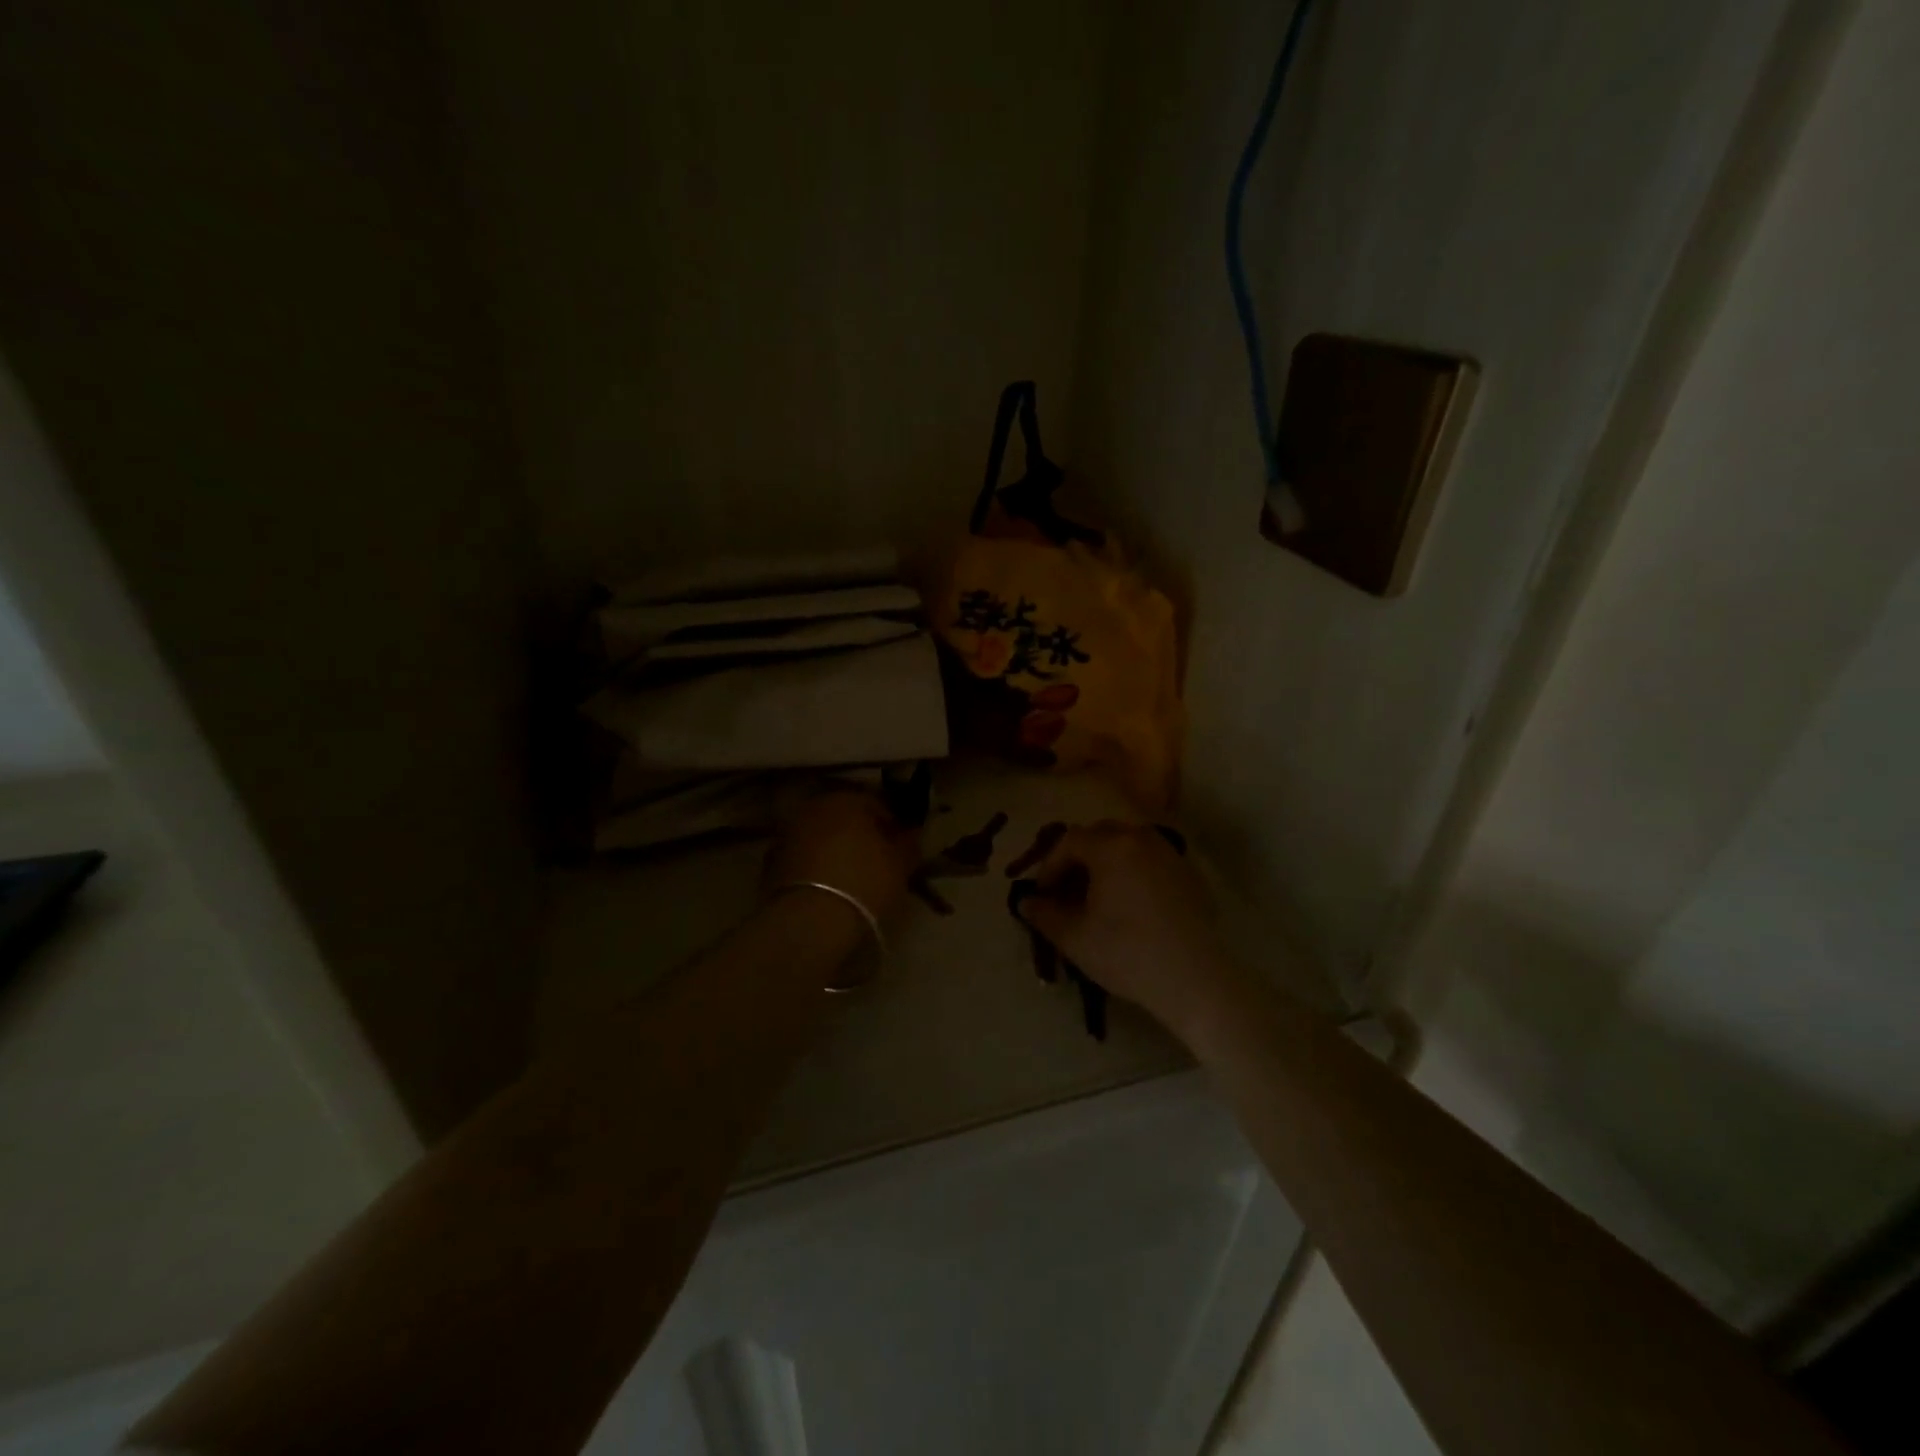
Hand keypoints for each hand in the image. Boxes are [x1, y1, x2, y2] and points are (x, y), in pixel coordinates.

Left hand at [765, 788, 921, 924]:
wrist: (811, 920)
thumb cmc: (865, 882)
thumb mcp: (900, 864)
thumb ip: (908, 843)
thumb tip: (911, 833)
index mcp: (847, 799)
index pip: (877, 804)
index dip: (892, 825)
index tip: (901, 847)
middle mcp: (814, 807)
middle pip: (844, 817)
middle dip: (860, 834)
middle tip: (876, 861)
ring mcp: (788, 832)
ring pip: (821, 836)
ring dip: (835, 849)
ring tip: (850, 876)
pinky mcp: (772, 861)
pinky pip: (803, 857)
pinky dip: (815, 866)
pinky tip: (827, 887)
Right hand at [1013, 821, 1245, 1044]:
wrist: (1195, 980)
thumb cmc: (1127, 953)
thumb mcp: (1074, 937)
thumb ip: (1044, 914)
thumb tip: (1027, 902)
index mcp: (1111, 846)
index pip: (1069, 841)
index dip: (1049, 867)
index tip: (1043, 896)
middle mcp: (1142, 839)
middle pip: (1100, 835)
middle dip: (1077, 859)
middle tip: (1067, 892)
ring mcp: (1170, 854)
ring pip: (1128, 845)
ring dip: (1106, 863)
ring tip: (1097, 897)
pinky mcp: (1190, 875)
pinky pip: (1151, 861)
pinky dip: (1133, 872)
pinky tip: (1130, 905)